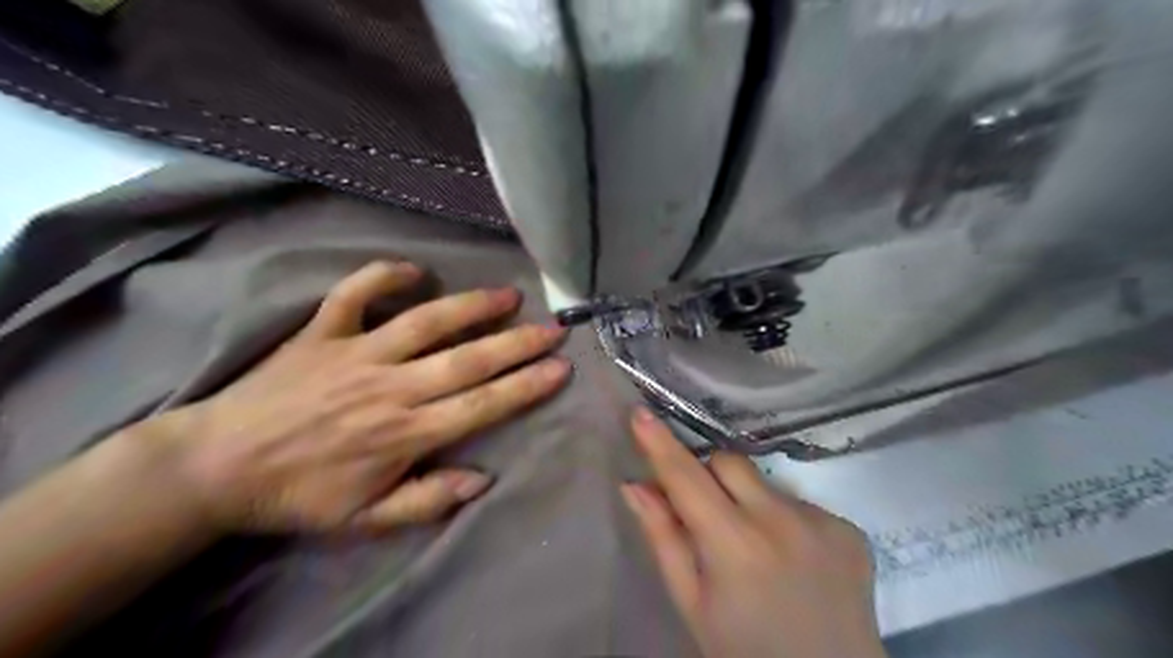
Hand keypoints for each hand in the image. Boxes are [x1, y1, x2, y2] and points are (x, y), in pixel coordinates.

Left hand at [136, 259, 567, 537]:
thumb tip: (483, 479)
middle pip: (467, 359)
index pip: (481, 404)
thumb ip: (426, 501)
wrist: (216, 468)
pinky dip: (383, 276)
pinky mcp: (322, 333)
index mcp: (404, 433)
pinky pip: (354, 294)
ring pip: (425, 322)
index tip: (560, 368)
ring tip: (508, 294)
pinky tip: (414, 270)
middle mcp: (389, 387)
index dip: (526, 385)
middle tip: (553, 328)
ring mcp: (355, 353)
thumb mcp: (364, 521)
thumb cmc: (299, 495)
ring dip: (471, 306)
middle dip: (517, 343)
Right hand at [623, 412, 879, 656]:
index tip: (641, 412)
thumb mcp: (692, 603)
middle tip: (707, 514)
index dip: (660, 443)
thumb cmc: (744, 649)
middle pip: (729, 462)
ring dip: (749, 501)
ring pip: (765, 483)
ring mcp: (823, 522)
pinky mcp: (849, 528)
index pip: (687, 477)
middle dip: (709, 476)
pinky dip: (784, 520)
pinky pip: (800, 503)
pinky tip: (792, 558)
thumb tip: (635, 486)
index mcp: (735, 545)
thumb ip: (664, 539)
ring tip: (756, 548)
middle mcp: (782, 521)